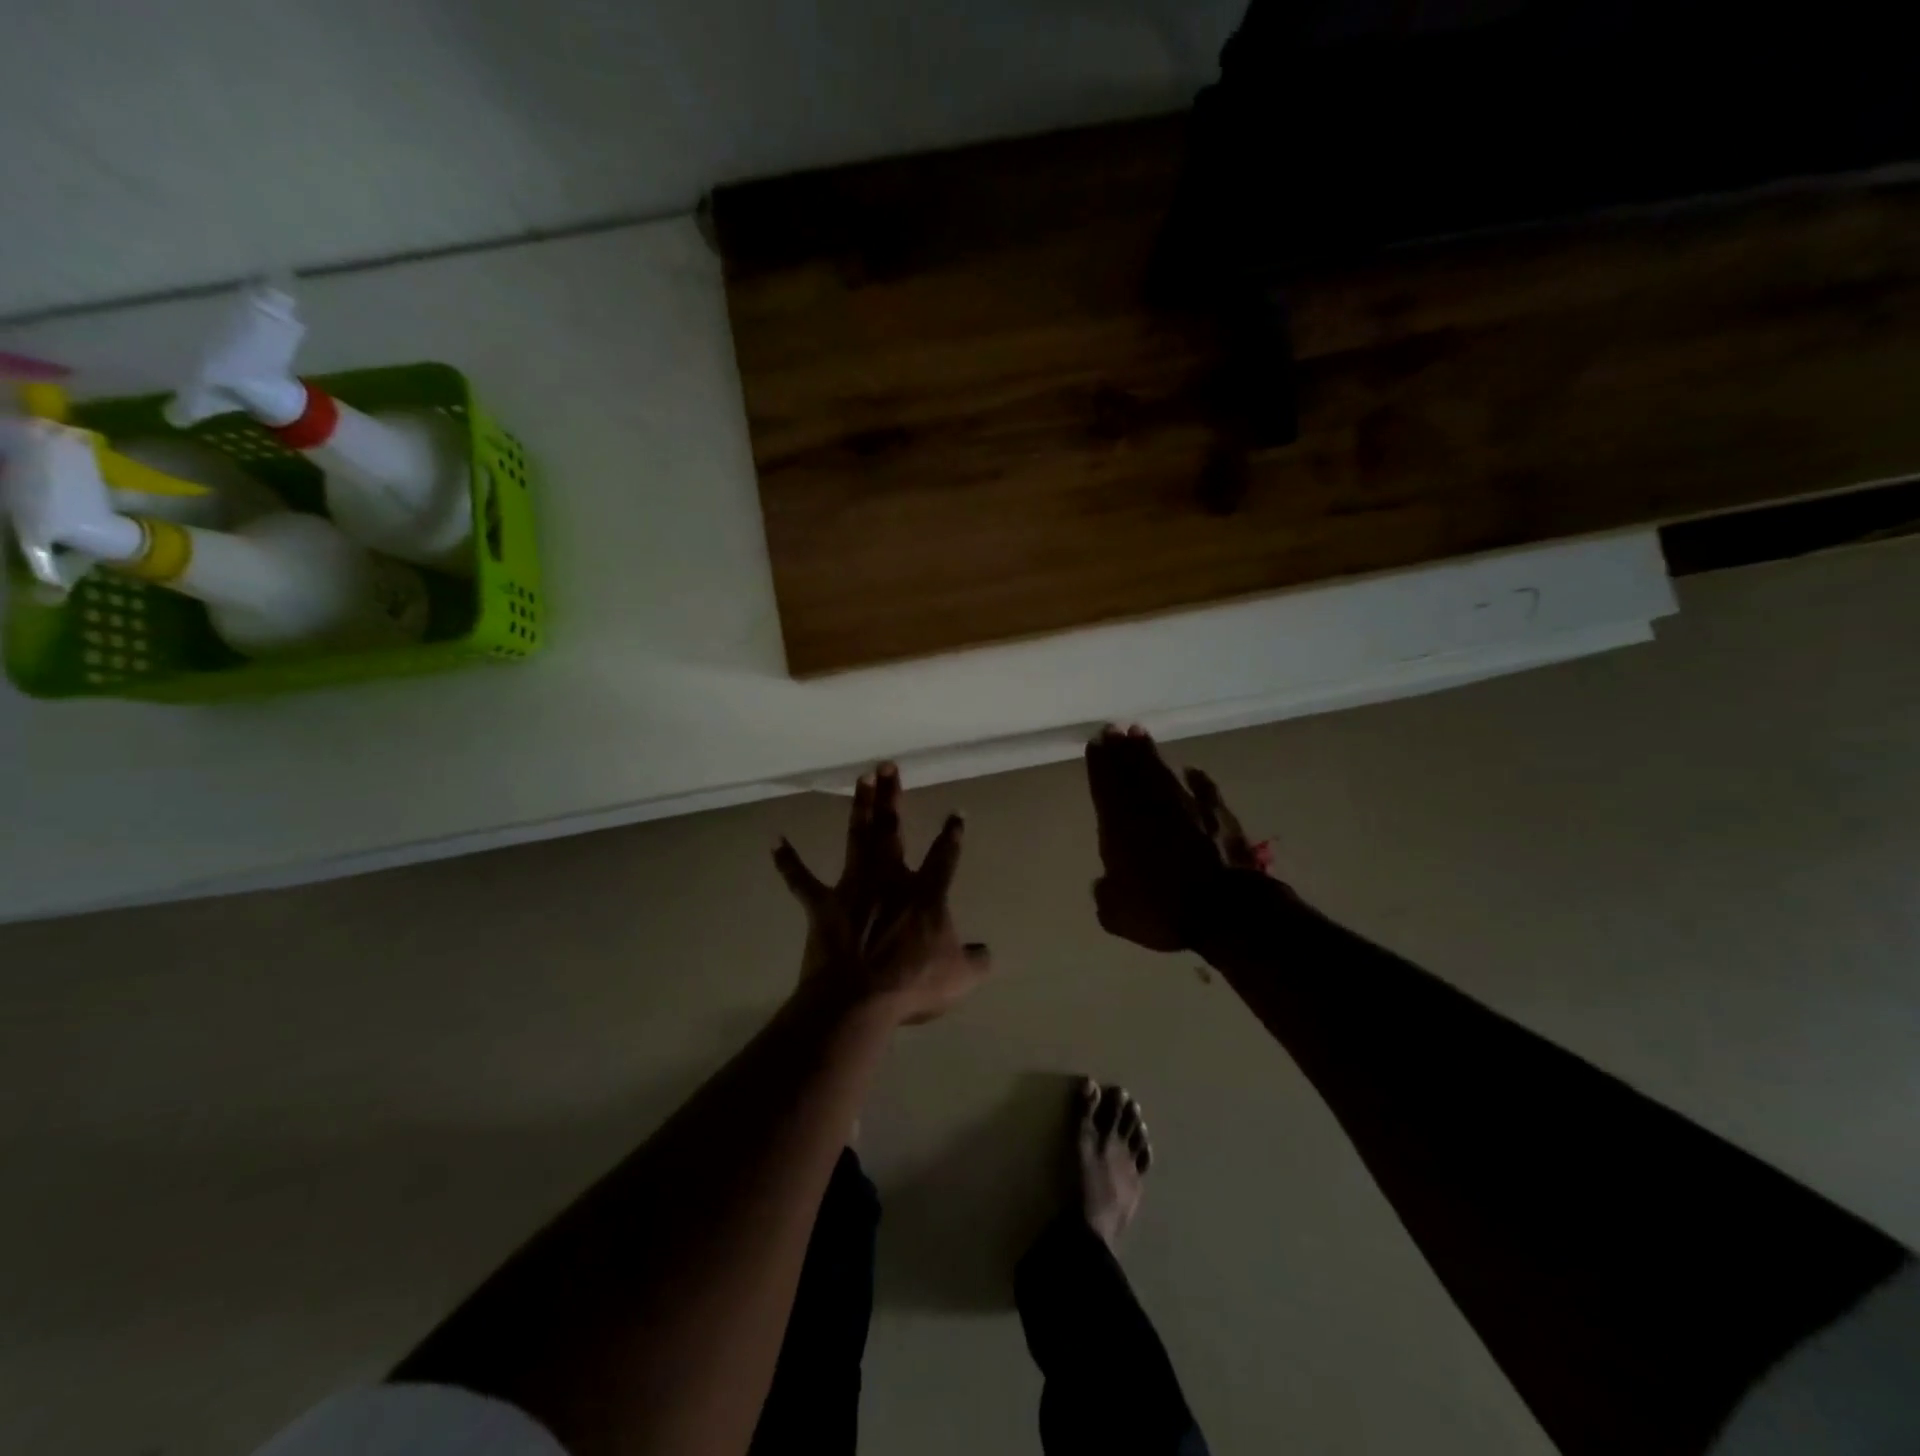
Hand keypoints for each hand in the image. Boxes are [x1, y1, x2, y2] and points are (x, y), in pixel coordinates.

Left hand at [773, 763, 991, 1024]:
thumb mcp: (958, 978)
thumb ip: (976, 961)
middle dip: (892, 796)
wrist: (858, 999)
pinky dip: (788, 862)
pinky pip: (801, 880)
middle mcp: (890, 879)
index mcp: (926, 894)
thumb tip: (986, 952)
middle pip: (893, 830)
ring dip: (860, 807)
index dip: (952, 835)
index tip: (956, 813)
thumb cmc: (911, 985)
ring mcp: (854, 888)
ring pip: (858, 838)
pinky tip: (775, 841)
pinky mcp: (823, 904)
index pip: (944, 857)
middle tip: (887, 766)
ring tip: (861, 779)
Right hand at [1084, 726, 1267, 951]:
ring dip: (1150, 753)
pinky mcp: (1218, 816)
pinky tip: (1192, 770)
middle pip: (1132, 771)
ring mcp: (1187, 808)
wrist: (1224, 910)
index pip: (1105, 786)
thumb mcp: (1117, 914)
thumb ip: (1106, 894)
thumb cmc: (1162, 911)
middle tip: (1114, 729)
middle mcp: (1151, 809)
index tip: (1096, 743)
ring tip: (1139, 734)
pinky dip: (1197, 779)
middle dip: (1120, 750)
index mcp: (1120, 827)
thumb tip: (1104, 884)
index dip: (1100, 764)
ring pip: (1162, 773)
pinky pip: (1204, 790)